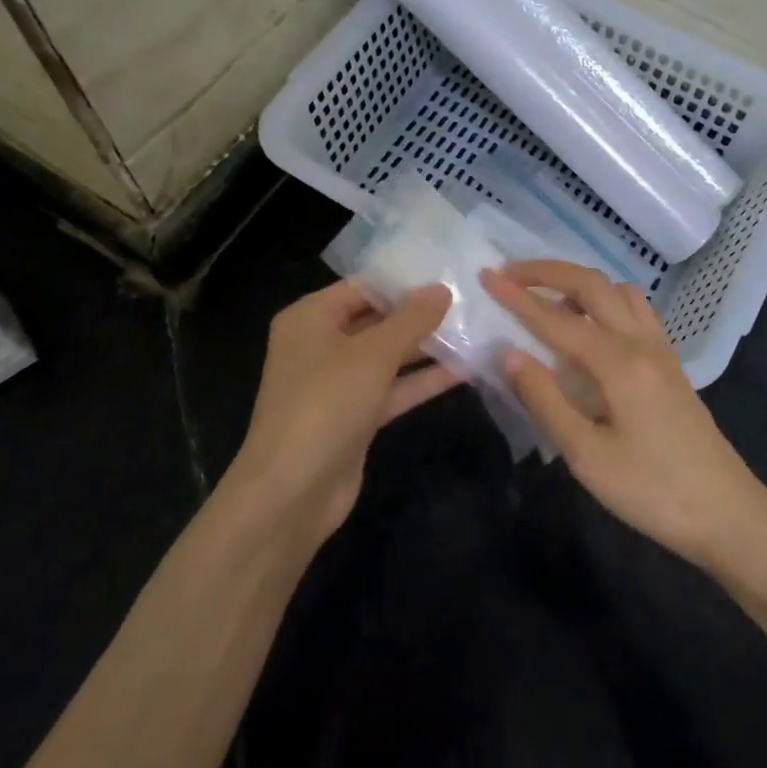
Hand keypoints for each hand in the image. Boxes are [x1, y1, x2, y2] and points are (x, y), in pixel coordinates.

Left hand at [225, 280, 458, 545]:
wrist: (292, 492)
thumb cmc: (326, 404)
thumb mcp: (373, 353)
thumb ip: (411, 319)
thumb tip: (441, 289)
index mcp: (310, 318)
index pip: (362, 287)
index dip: (403, 282)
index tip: (448, 275)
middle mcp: (320, 345)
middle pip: (375, 320)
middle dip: (419, 314)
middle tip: (468, 301)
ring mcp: (337, 384)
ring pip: (387, 356)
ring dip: (426, 347)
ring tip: (474, 331)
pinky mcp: (355, 416)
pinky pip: (392, 388)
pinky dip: (422, 380)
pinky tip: (464, 370)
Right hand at [481, 261, 766, 570]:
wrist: (728, 514)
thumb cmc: (652, 492)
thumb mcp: (587, 456)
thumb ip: (545, 400)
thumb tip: (508, 353)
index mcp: (619, 362)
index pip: (557, 319)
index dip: (518, 297)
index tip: (486, 277)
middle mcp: (641, 343)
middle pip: (593, 285)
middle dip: (549, 273)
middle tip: (511, 274)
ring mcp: (661, 351)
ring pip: (619, 292)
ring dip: (580, 284)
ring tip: (548, 300)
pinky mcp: (670, 365)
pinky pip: (636, 311)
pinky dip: (605, 301)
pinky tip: (591, 327)